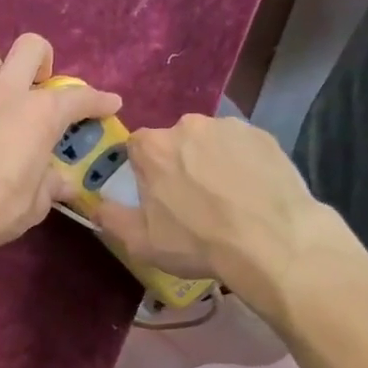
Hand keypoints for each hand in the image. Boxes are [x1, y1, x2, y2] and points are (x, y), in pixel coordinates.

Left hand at [0, 34, 120, 260]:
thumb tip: (60, 181)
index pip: (78, 98)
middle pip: (30, 48)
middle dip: (42, 61)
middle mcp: (3, 93)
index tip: (109, 104)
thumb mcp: (34, 204)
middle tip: (41, 86)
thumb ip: (49, 185)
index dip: (98, 100)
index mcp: (38, 114)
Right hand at [89, 115, 336, 283]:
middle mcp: (189, 126)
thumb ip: (111, 218)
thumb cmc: (198, 242)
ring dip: (211, 162)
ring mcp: (230, 127)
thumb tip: (95, 205)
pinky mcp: (264, 135)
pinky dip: (242, 163)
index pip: (136, 146)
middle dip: (178, 163)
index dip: (143, 170)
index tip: (154, 194)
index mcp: (154, 147)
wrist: (273, 241)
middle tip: (192, 200)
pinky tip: (251, 192)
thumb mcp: (141, 242)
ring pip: (210, 142)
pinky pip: (242, 147)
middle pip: (174, 141)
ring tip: (227, 198)